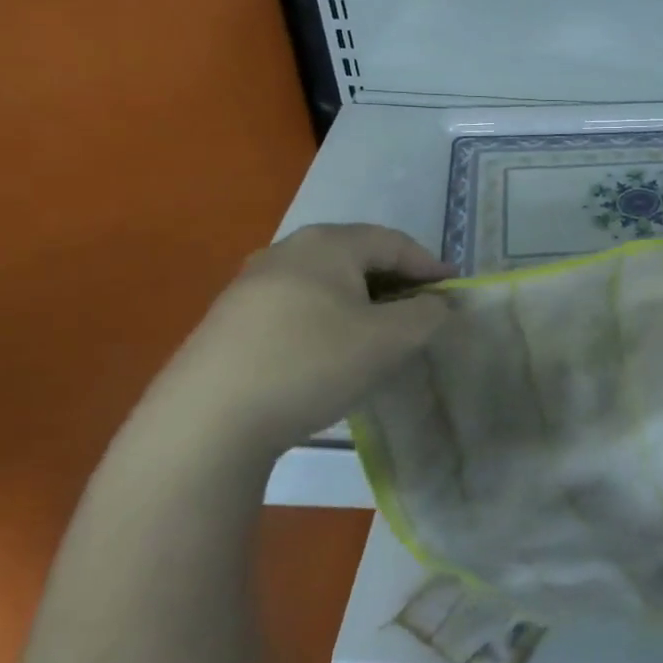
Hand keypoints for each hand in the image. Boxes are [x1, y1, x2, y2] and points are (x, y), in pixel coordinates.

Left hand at [146, 223, 453, 454]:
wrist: (208, 420)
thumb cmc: (311, 364)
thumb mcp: (388, 341)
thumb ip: (426, 315)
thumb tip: (437, 303)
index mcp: (327, 244)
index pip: (393, 242)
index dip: (429, 265)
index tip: (454, 291)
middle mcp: (287, 250)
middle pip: (357, 256)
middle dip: (395, 281)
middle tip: (421, 310)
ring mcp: (252, 284)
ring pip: (326, 282)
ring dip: (361, 302)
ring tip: (380, 332)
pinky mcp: (231, 320)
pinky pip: (297, 306)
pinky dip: (328, 319)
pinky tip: (331, 352)